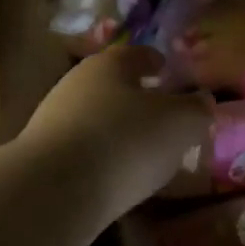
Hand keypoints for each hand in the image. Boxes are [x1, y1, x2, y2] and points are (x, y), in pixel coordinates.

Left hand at [19, 46, 214, 223]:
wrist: (54, 191)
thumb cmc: (126, 142)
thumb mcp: (180, 124)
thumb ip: (197, 109)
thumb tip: (203, 100)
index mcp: (111, 63)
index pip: (138, 54)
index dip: (156, 62)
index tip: (167, 70)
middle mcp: (77, 83)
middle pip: (113, 84)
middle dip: (137, 97)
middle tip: (161, 115)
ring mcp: (53, 119)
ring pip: (95, 116)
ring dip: (117, 128)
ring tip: (142, 151)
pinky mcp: (42, 155)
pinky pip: (82, 148)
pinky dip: (101, 156)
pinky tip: (115, 175)